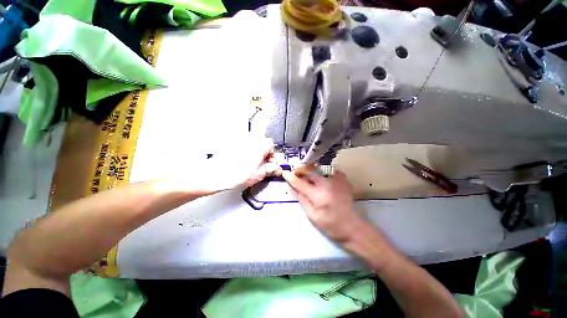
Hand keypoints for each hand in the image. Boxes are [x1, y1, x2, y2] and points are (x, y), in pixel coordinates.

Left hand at [206, 135, 280, 190]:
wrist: (215, 174)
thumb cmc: (235, 174)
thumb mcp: (260, 174)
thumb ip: (272, 169)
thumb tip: (277, 169)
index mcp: (261, 144)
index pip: (272, 146)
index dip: (272, 156)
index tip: (269, 163)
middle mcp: (251, 137)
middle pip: (263, 143)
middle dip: (263, 154)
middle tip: (260, 165)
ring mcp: (241, 138)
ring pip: (253, 144)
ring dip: (254, 152)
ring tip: (249, 165)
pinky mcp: (232, 141)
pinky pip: (243, 145)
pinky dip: (245, 151)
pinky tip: (241, 162)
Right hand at [282, 165, 364, 241]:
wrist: (352, 227)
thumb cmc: (330, 225)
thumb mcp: (312, 216)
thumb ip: (302, 200)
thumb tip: (293, 188)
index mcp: (317, 195)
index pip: (300, 183)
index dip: (291, 177)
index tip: (285, 172)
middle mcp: (326, 184)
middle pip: (310, 171)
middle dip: (301, 170)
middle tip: (297, 173)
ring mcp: (336, 180)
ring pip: (319, 169)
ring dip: (312, 171)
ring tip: (310, 177)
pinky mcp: (343, 180)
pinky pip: (331, 171)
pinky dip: (325, 173)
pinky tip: (324, 178)